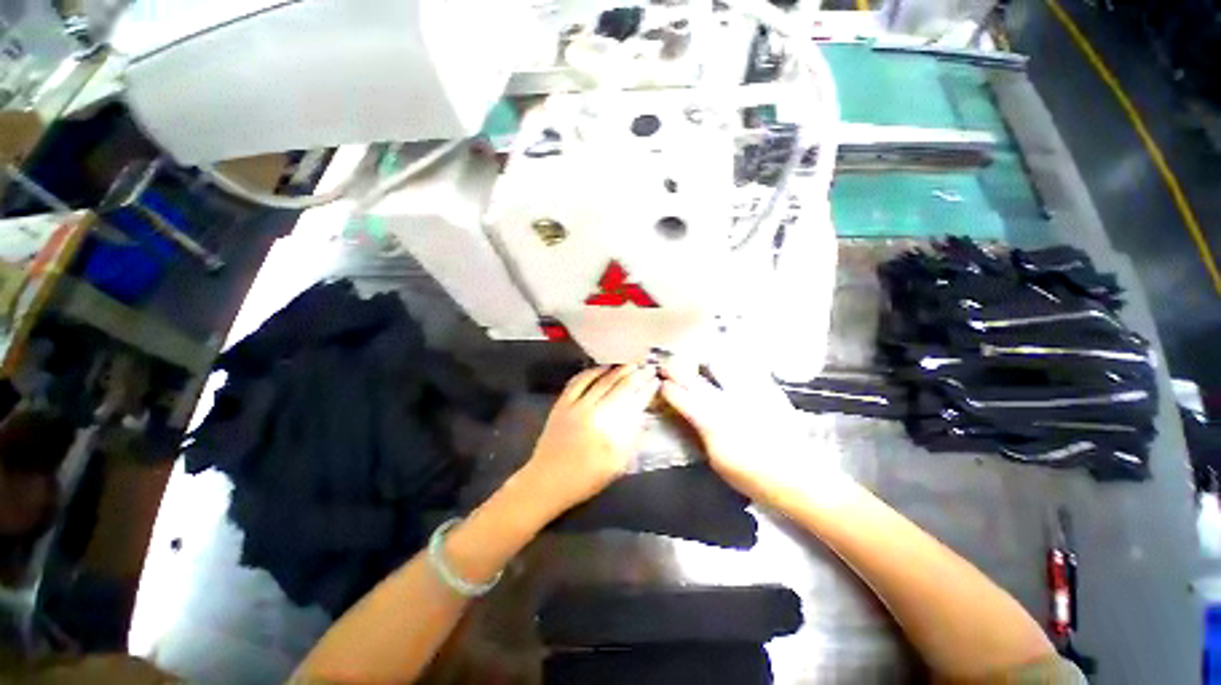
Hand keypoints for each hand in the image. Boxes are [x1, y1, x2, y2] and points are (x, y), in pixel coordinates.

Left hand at [517, 365, 659, 517]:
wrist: (547, 481)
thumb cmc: (585, 478)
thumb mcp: (616, 465)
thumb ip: (631, 438)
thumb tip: (642, 415)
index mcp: (610, 432)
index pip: (633, 403)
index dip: (646, 389)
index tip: (655, 380)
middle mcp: (594, 413)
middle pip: (619, 387)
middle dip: (636, 375)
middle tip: (647, 366)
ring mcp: (575, 405)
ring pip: (601, 380)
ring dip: (617, 370)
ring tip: (630, 363)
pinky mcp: (562, 403)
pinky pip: (578, 381)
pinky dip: (592, 371)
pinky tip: (602, 368)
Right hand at [660, 361, 845, 503]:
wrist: (801, 479)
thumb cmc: (754, 478)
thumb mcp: (718, 461)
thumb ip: (700, 433)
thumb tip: (688, 415)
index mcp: (712, 422)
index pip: (682, 397)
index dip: (668, 389)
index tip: (659, 384)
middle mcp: (727, 401)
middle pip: (696, 378)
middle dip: (677, 369)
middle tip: (666, 364)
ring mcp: (748, 392)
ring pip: (718, 366)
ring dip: (700, 360)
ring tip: (691, 358)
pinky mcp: (767, 390)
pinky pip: (743, 368)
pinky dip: (728, 362)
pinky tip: (722, 360)